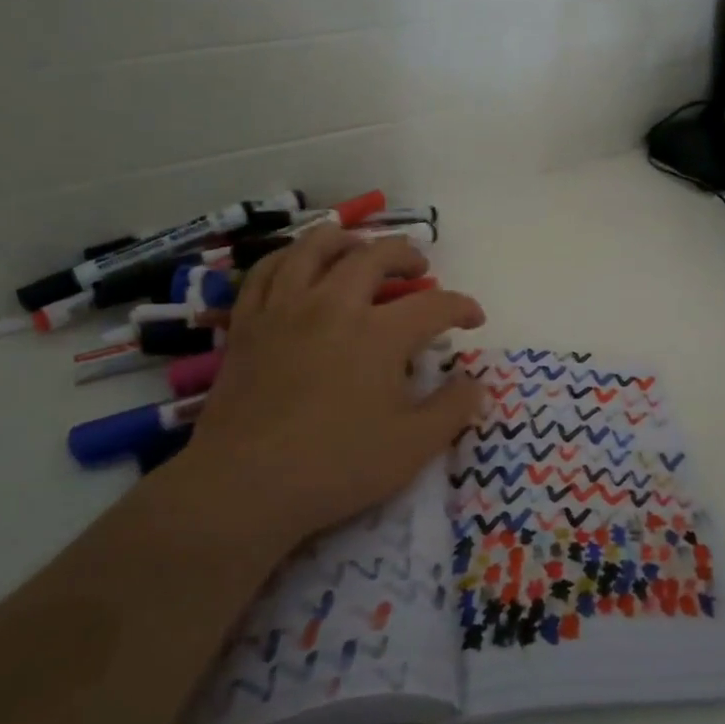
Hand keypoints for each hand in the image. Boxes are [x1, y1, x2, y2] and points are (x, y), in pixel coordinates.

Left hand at [167, 226, 485, 553]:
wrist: (246, 484)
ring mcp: (286, 308)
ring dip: (347, 240)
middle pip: (375, 257)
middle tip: (419, 270)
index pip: (434, 305)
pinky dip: (289, 257)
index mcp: (380, 334)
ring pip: (316, 248)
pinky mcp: (248, 322)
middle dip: (406, 256)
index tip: (474, 318)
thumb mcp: (412, 447)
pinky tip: (299, 264)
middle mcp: (334, 305)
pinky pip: (267, 270)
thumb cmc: (336, 466)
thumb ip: (452, 410)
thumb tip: (478, 385)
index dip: (461, 307)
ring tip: (360, 248)